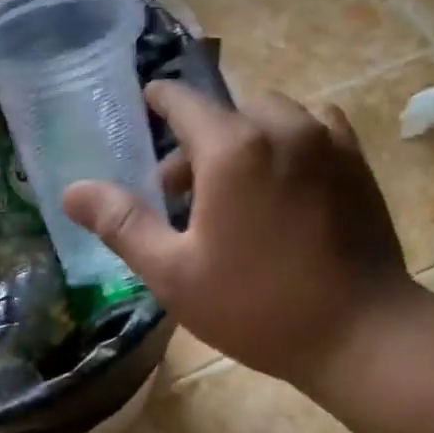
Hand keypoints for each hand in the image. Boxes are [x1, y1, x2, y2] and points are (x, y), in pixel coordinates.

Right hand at [63, 82, 414, 388]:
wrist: (360, 333)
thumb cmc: (258, 307)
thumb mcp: (175, 274)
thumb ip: (123, 225)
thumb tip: (72, 190)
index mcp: (232, 148)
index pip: (183, 101)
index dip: (160, 99)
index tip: (148, 102)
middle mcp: (282, 127)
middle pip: (227, 113)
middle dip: (198, 141)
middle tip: (184, 192)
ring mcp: (327, 141)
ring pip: (273, 117)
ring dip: (247, 138)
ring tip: (238, 186)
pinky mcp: (357, 163)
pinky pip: (317, 128)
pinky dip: (292, 140)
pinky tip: (289, 179)